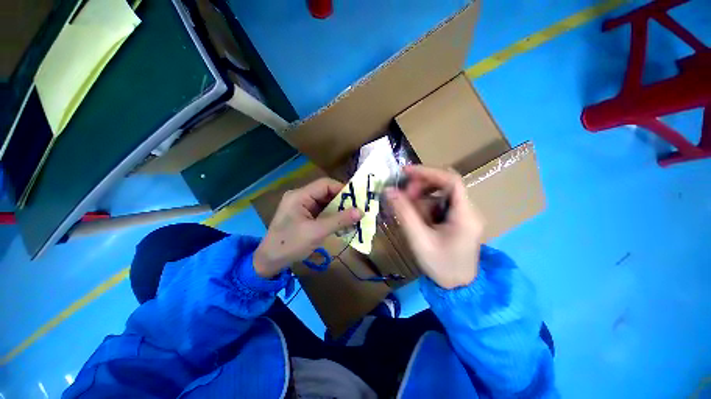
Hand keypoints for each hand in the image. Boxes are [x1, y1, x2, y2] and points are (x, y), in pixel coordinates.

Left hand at [254, 178, 362, 277]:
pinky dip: (332, 217)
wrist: (269, 262)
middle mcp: (301, 197)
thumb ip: (339, 220)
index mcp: (299, 196)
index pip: (325, 184)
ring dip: (339, 210)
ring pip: (325, 203)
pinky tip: (342, 224)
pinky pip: (322, 212)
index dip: (342, 189)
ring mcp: (302, 207)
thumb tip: (361, 211)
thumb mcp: (316, 232)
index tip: (357, 199)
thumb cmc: (290, 245)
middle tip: (357, 210)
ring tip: (353, 218)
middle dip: (342, 201)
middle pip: (326, 193)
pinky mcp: (304, 216)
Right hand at [385, 165, 484, 288]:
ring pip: (440, 194)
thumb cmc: (441, 266)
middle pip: (445, 185)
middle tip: (403, 195)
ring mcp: (464, 215)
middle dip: (421, 186)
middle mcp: (468, 210)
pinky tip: (416, 216)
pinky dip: (425, 205)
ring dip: (421, 197)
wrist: (458, 288)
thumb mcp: (419, 239)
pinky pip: (439, 204)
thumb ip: (404, 213)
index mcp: (465, 215)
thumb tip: (389, 191)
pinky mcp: (458, 219)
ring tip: (407, 208)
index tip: (405, 172)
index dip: (428, 172)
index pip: (451, 180)